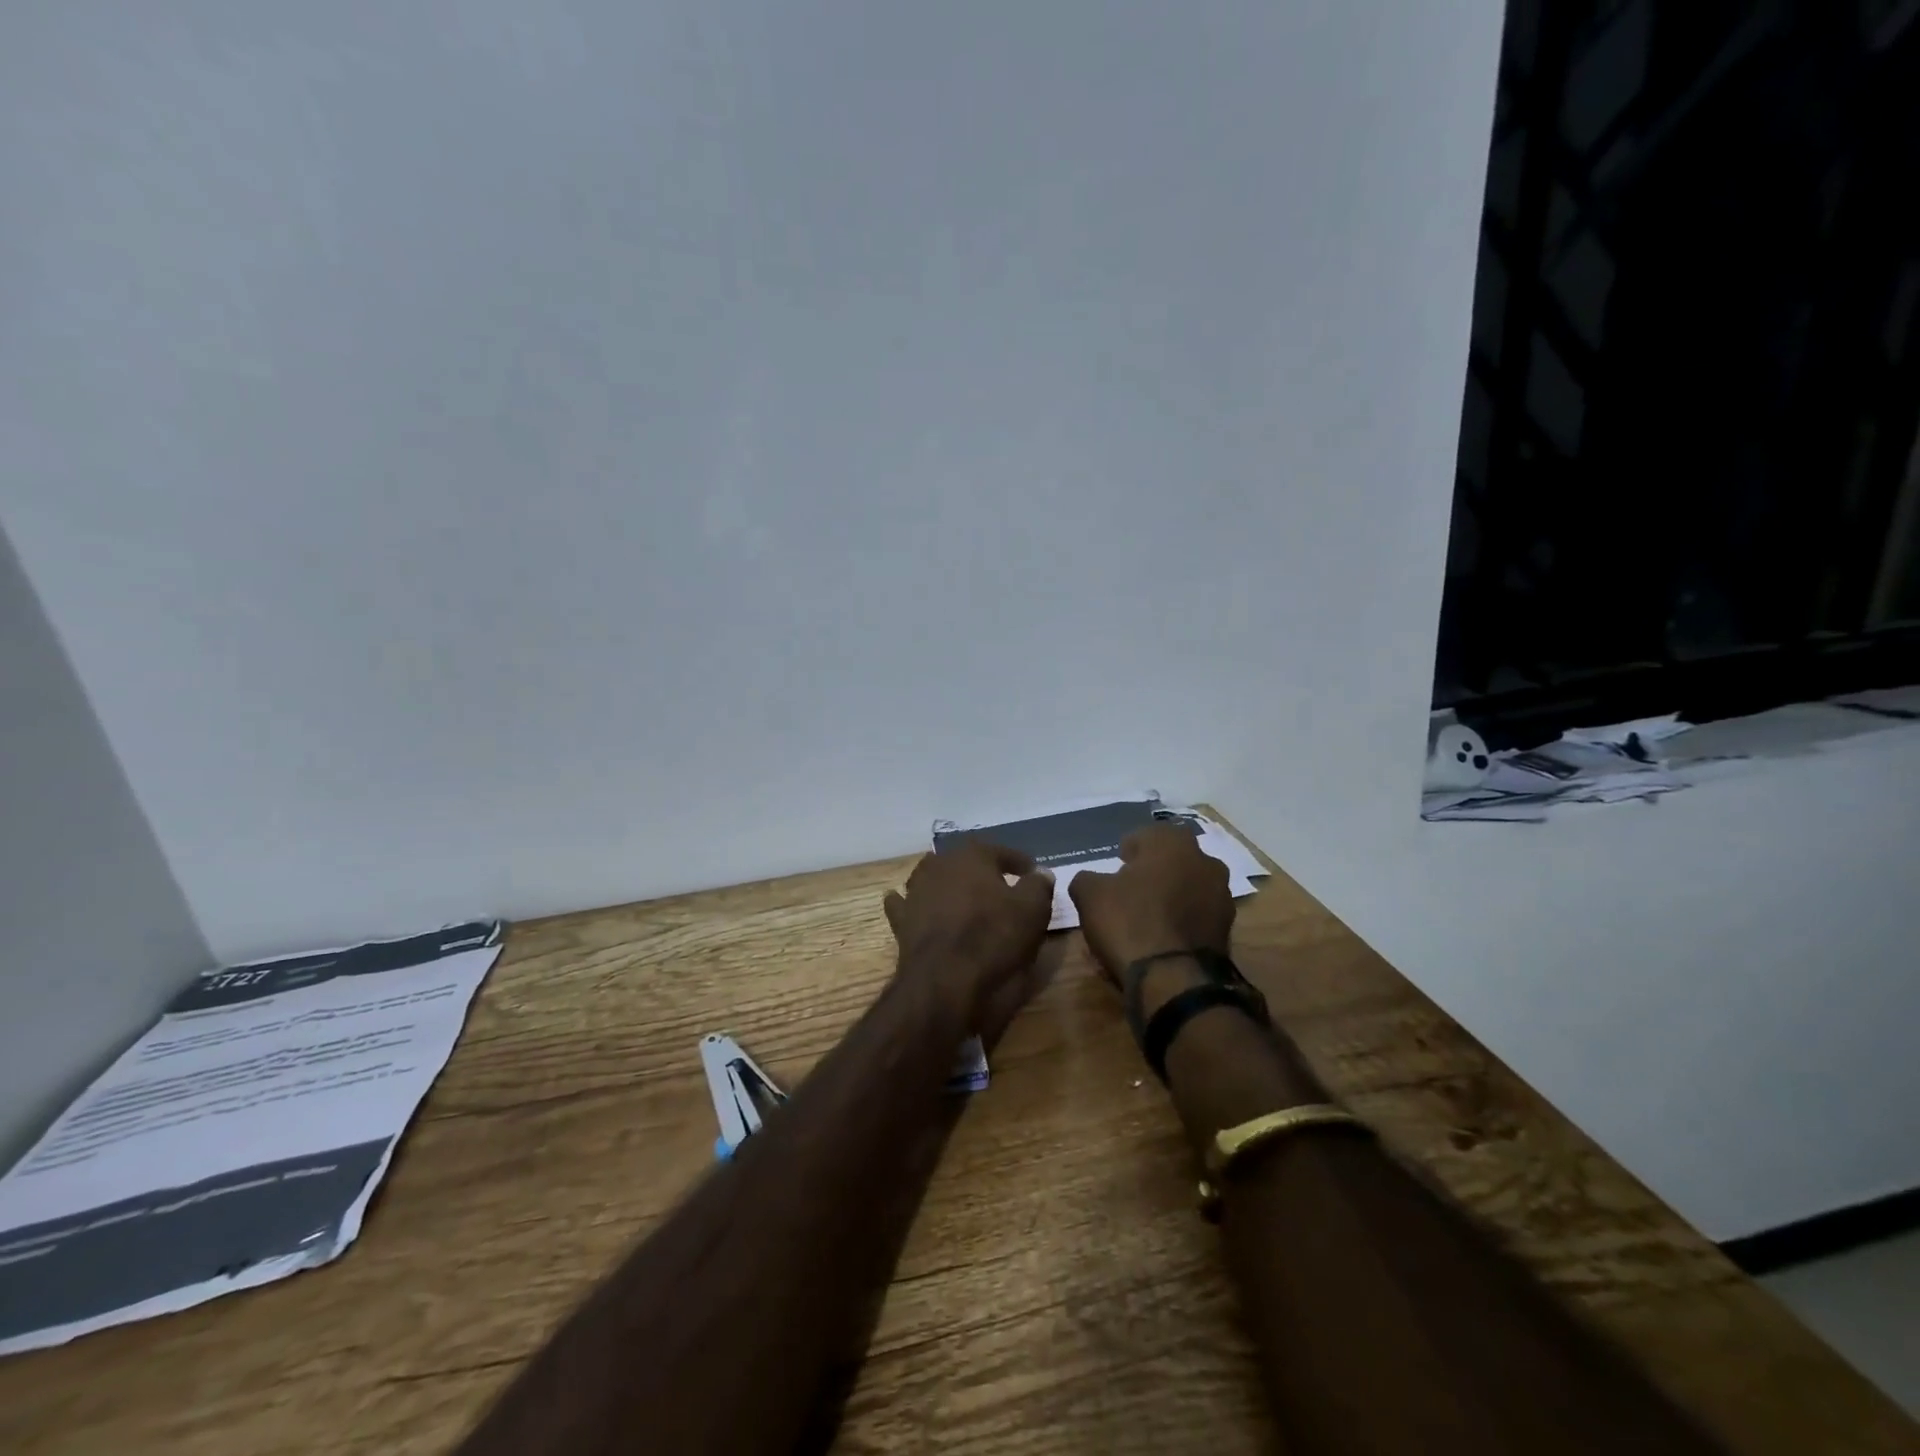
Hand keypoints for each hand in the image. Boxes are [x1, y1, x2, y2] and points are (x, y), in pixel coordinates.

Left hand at [884, 842, 1054, 1037]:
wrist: (946, 981)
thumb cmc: (995, 938)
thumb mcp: (1032, 910)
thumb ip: (1038, 885)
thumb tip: (1040, 872)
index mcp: (972, 856)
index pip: (1001, 852)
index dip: (1019, 862)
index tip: (1032, 872)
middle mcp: (939, 865)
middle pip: (964, 862)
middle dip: (981, 870)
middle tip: (1000, 885)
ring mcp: (915, 891)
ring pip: (932, 877)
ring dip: (947, 883)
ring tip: (964, 896)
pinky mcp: (901, 920)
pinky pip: (906, 905)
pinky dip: (912, 904)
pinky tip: (914, 906)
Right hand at [1068, 825, 1234, 987]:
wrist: (1174, 980)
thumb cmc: (1129, 922)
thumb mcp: (1089, 895)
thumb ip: (1087, 879)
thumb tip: (1091, 880)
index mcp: (1173, 843)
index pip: (1147, 834)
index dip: (1129, 849)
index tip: (1117, 864)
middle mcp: (1204, 861)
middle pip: (1172, 860)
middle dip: (1153, 871)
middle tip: (1130, 889)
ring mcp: (1221, 897)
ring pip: (1187, 887)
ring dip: (1170, 896)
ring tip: (1145, 917)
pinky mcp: (1227, 930)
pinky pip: (1196, 916)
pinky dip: (1181, 921)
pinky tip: (1161, 938)